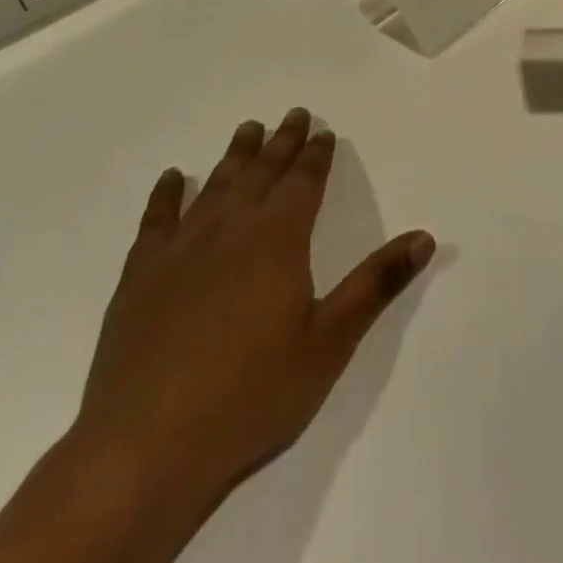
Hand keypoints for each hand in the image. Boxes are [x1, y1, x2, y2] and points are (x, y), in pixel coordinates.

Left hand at [74, 107, 435, 512]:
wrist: (146, 446)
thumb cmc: (252, 394)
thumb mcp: (330, 342)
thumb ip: (375, 284)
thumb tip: (423, 237)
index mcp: (278, 242)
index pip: (302, 184)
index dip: (315, 156)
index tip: (321, 131)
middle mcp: (229, 232)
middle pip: (260, 175)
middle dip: (280, 144)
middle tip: (292, 115)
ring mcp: (179, 253)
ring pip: (213, 188)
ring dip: (234, 157)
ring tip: (247, 130)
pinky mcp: (139, 279)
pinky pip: (156, 221)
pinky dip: (166, 196)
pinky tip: (173, 179)